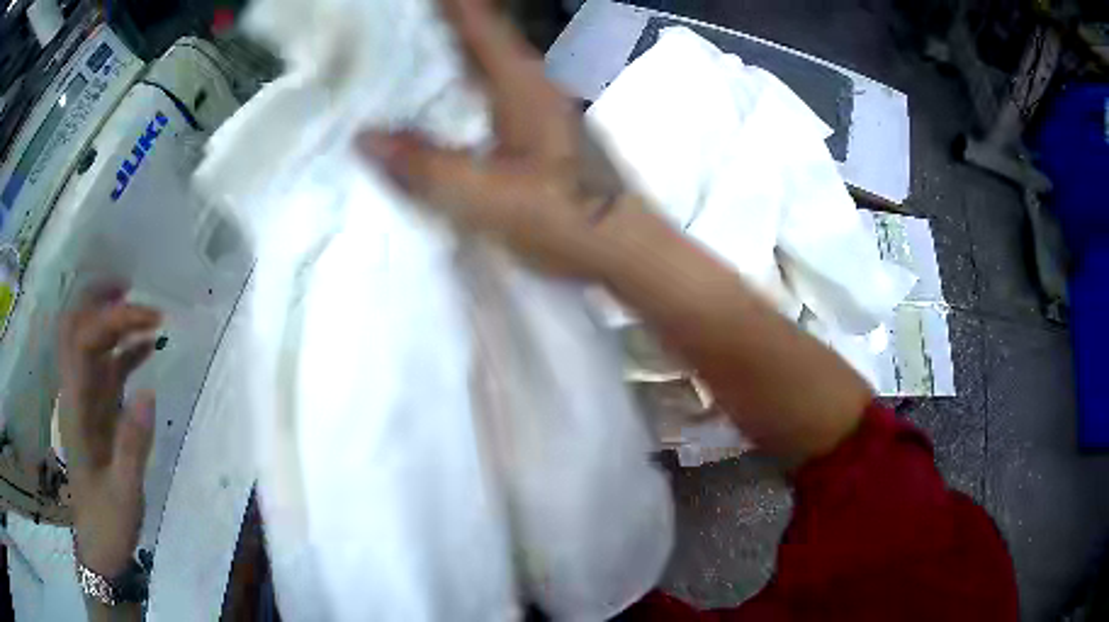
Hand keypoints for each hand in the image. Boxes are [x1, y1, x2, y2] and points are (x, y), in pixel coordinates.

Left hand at [59, 285, 160, 577]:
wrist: (98, 546)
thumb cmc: (107, 521)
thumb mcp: (123, 491)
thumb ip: (132, 443)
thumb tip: (149, 391)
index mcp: (75, 407)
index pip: (83, 340)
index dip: (111, 319)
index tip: (149, 318)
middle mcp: (75, 393)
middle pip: (76, 328)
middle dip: (100, 301)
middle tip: (134, 289)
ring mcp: (85, 401)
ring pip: (90, 343)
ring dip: (113, 321)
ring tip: (148, 313)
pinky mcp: (97, 412)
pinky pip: (107, 369)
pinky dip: (124, 351)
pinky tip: (147, 348)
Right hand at [357, 0, 626, 278]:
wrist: (625, 247)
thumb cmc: (564, 218)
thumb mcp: (486, 197)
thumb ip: (424, 166)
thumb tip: (364, 138)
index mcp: (522, 84)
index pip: (479, 24)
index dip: (451, 4)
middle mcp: (535, 82)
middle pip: (484, 36)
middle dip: (447, 20)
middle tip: (406, 21)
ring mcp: (544, 104)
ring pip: (491, 60)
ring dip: (457, 46)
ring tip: (416, 44)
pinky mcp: (544, 127)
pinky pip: (496, 86)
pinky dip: (468, 77)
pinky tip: (449, 91)